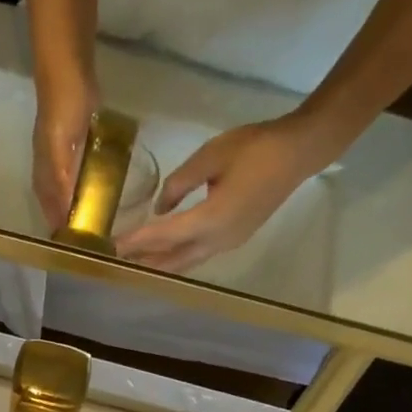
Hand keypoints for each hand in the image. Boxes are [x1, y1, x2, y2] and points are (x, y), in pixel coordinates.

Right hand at [32, 67, 100, 231]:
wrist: (68, 68)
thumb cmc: (63, 109)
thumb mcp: (60, 150)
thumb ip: (61, 182)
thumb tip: (64, 216)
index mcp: (44, 174)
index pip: (50, 211)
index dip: (60, 229)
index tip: (74, 250)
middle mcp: (49, 170)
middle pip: (56, 204)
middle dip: (67, 221)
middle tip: (87, 240)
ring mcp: (62, 156)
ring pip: (66, 190)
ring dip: (76, 205)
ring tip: (94, 221)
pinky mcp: (75, 143)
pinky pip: (79, 172)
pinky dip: (85, 185)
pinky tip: (97, 189)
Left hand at [116, 115, 329, 272]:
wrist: (297, 153)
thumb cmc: (255, 147)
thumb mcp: (211, 155)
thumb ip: (180, 182)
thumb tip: (160, 207)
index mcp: (211, 219)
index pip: (166, 235)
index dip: (139, 241)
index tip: (114, 246)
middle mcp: (217, 241)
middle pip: (174, 259)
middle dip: (146, 262)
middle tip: (119, 263)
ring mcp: (227, 244)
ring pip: (187, 262)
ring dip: (161, 264)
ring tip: (137, 264)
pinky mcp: (233, 239)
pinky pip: (199, 255)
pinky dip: (178, 257)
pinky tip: (166, 253)